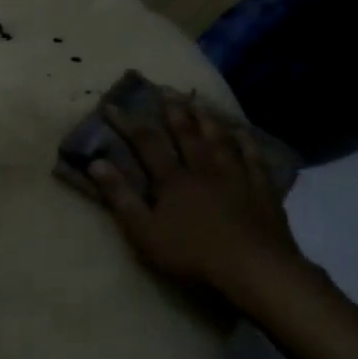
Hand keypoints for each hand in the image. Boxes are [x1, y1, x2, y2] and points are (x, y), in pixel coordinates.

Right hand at [89, 94, 316, 305]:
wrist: (254, 268)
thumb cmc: (193, 254)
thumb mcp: (145, 232)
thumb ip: (120, 197)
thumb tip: (96, 163)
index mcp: (173, 179)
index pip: (146, 142)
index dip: (127, 123)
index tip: (111, 106)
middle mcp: (203, 168)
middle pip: (186, 133)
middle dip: (173, 111)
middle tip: (165, 89)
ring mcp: (236, 176)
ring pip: (219, 139)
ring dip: (207, 119)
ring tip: (200, 101)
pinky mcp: (262, 190)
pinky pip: (254, 158)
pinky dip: (247, 142)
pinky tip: (243, 131)